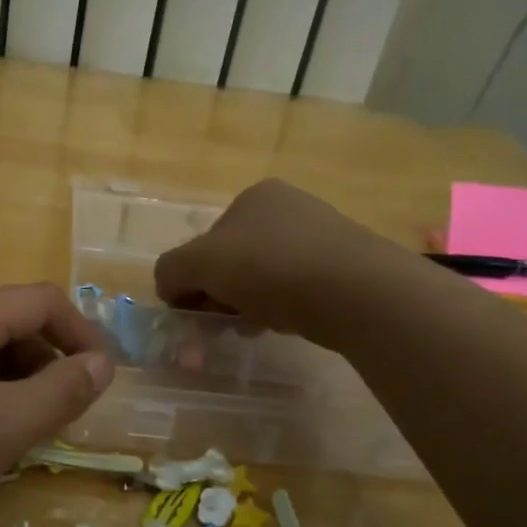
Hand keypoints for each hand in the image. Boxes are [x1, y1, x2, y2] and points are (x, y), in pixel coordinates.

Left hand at [0, 284, 113, 526]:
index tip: (102, 379)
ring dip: (15, 380)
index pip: (43, 301)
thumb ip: (63, 391)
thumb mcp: (6, 426)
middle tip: (62, 414)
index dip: (83, 333)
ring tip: (22, 429)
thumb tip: (102, 364)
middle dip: (47, 362)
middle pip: (10, 322)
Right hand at [154, 179, 384, 341]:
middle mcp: (289, 208)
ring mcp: (322, 237)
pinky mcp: (346, 268)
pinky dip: (282, 308)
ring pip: (265, 277)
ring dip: (247, 305)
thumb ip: (171, 271)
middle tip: (220, 326)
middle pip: (234, 260)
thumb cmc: (270, 267)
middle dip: (220, 295)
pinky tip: (283, 325)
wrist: (357, 291)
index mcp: (254, 197)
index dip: (192, 278)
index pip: (206, 241)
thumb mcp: (199, 263)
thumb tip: (168, 287)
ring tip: (252, 329)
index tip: (195, 312)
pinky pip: (297, 290)